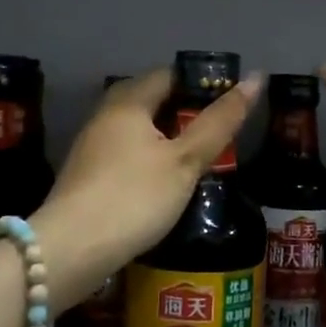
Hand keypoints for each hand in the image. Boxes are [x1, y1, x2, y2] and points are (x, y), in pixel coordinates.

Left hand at [31, 67, 260, 308]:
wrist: (69, 252)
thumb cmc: (134, 197)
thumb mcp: (185, 160)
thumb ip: (220, 121)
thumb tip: (256, 78)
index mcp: (128, 101)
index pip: (170, 74)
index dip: (202, 82)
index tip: (229, 102)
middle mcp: (105, 115)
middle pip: (151, 99)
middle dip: (184, 111)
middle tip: (217, 132)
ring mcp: (91, 146)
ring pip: (137, 128)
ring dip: (166, 137)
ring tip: (197, 157)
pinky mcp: (85, 176)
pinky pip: (124, 153)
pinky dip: (147, 158)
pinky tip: (163, 182)